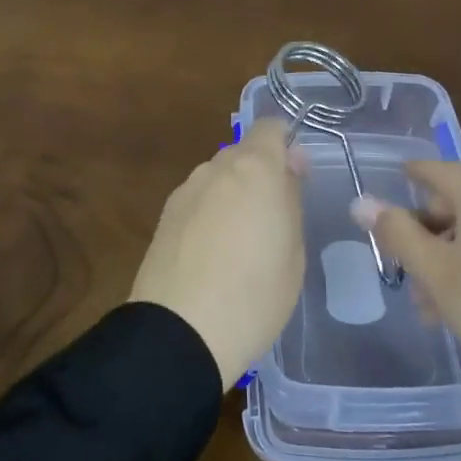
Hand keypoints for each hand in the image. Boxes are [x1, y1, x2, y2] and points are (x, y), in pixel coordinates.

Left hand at [130, 120, 306, 391]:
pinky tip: (212, 255)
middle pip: (243, 153)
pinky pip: (198, 201)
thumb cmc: (255, 294)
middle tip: (274, 219)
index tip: (296, 177)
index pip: (271, 127)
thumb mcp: (294, 251)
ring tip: (240, 244)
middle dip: (260, 174)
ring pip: (219, 178)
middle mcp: (217, 168)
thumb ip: (291, 200)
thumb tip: (288, 168)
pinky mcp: (164, 216)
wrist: (181, 334)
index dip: (286, 144)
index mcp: (255, 168)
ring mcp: (186, 190)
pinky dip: (209, 214)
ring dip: (233, 195)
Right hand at [352, 162, 460, 450]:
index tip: (386, 207)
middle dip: (432, 237)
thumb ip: (397, 234)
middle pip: (460, 201)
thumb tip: (360, 202)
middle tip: (416, 285)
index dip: (405, 183)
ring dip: (459, 255)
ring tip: (446, 308)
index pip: (432, 171)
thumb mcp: (439, 278)